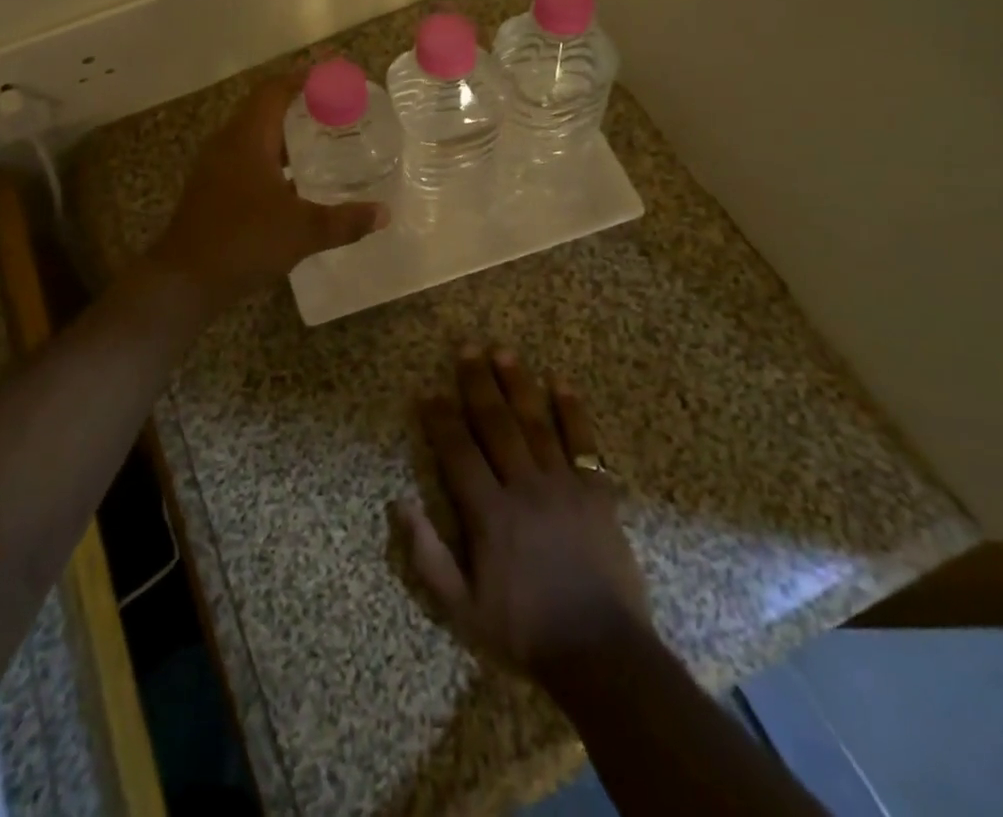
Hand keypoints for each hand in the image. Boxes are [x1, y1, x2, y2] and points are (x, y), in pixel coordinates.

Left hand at [149, 68, 386, 311]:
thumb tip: (384, 213)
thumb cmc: (244, 241)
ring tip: (318, 139)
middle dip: (296, 104)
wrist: (184, 279)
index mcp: (247, 138)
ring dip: (282, 132)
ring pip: (252, 136)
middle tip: (332, 107)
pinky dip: (270, 157)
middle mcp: (227, 143)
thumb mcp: (303, 231)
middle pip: (262, 109)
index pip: (274, 91)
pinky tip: (291, 180)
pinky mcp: (209, 190)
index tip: (330, 73)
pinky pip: (244, 158)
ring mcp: (214, 167)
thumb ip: (345, 221)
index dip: (302, 78)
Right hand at [394, 348, 649, 690]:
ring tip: (503, 352)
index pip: (458, 452)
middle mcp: (524, 487)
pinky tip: (560, 382)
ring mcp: (564, 486)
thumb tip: (399, 503)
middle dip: (478, 384)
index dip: (440, 418)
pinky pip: (584, 443)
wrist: (603, 655)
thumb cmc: (526, 631)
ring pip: (535, 423)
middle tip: (466, 348)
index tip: (428, 390)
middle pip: (496, 424)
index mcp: (490, 513)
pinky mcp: (597, 493)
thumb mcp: (463, 609)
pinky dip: (572, 411)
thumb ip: (428, 556)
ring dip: (517, 385)